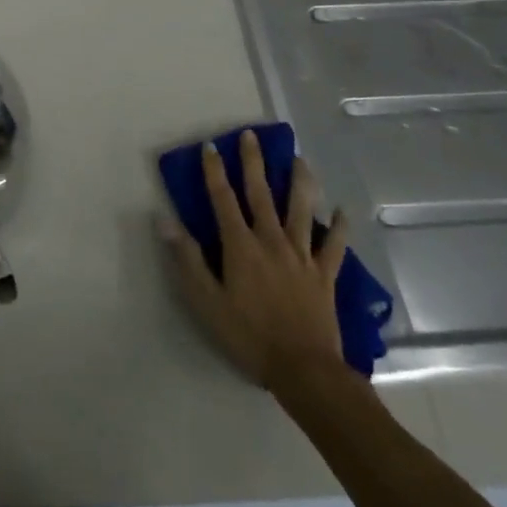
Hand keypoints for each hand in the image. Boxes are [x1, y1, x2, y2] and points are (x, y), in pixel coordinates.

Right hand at [161, 130, 350, 397]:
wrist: (305, 371)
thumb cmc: (248, 335)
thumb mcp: (206, 300)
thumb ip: (187, 258)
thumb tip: (164, 219)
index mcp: (240, 245)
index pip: (223, 198)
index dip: (214, 171)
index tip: (210, 146)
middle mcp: (271, 241)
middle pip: (261, 194)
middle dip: (254, 162)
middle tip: (251, 135)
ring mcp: (301, 256)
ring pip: (301, 210)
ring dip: (300, 182)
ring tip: (300, 159)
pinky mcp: (324, 275)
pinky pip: (334, 246)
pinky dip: (339, 227)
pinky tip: (343, 211)